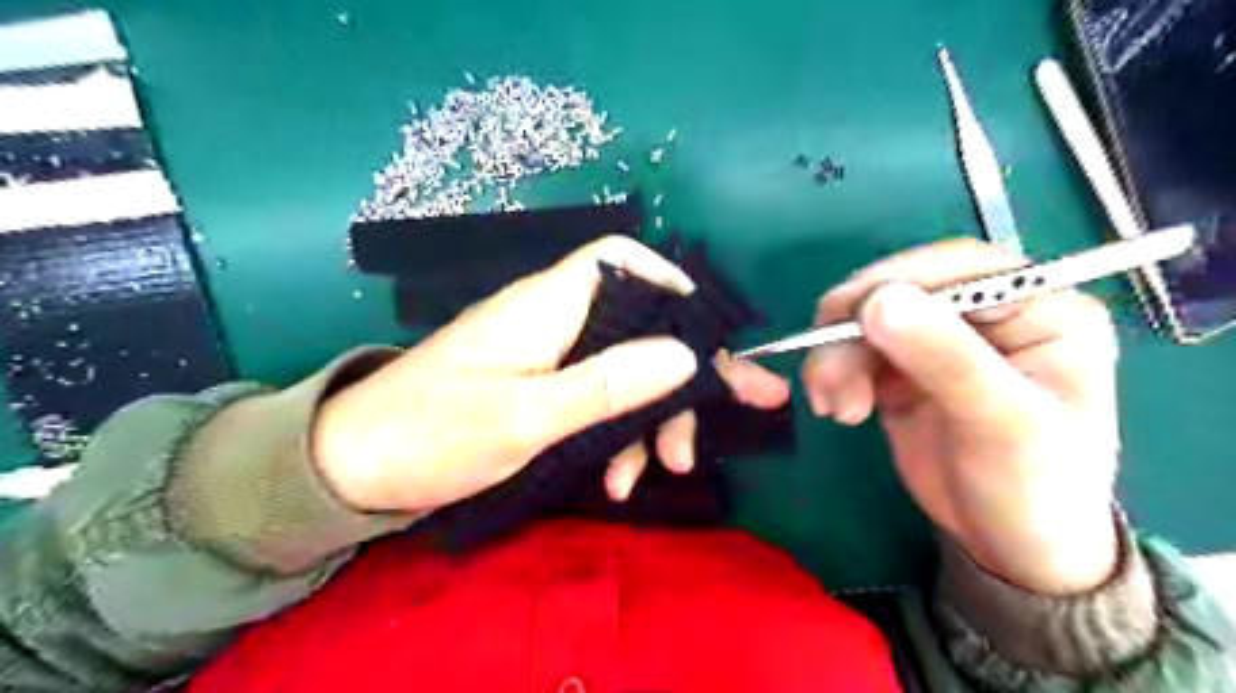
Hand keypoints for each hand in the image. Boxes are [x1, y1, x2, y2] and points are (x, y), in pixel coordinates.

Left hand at [315, 238, 784, 513]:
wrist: (354, 469)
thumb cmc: (433, 433)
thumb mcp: (526, 416)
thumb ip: (606, 384)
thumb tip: (683, 355)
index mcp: (547, 307)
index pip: (618, 260)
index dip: (668, 279)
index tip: (707, 326)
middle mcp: (554, 322)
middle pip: (638, 325)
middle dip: (688, 369)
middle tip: (745, 404)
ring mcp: (548, 359)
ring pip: (624, 371)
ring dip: (652, 418)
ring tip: (664, 470)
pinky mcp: (540, 390)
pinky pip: (596, 401)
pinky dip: (616, 436)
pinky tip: (617, 480)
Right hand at [802, 239, 1122, 594]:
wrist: (1009, 546)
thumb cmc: (1032, 488)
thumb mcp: (1000, 423)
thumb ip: (946, 359)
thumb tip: (879, 301)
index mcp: (1040, 309)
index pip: (961, 267)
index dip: (898, 281)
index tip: (848, 315)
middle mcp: (987, 314)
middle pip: (902, 289)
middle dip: (853, 329)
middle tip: (825, 374)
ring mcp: (940, 340)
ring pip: (868, 320)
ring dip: (836, 356)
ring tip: (833, 407)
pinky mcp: (903, 368)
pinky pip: (855, 350)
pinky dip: (835, 373)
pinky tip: (837, 407)